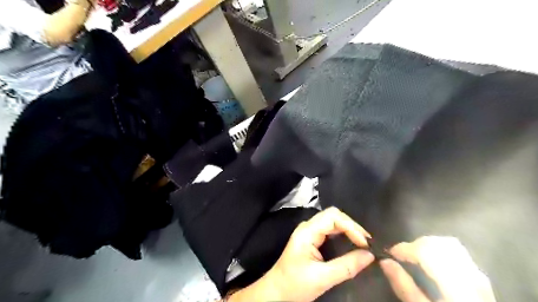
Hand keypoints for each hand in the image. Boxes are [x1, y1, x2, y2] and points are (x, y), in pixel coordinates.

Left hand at [230, 207, 374, 301]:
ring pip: (333, 221)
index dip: (351, 227)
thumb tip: (370, 255)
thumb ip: (347, 266)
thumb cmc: (295, 284)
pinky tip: (352, 243)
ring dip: (349, 229)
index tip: (365, 243)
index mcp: (307, 231)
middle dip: (352, 226)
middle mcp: (308, 227)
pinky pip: (330, 230)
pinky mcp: (312, 238)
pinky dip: (343, 234)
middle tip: (367, 242)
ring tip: (363, 243)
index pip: (333, 217)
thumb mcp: (322, 278)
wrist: (277, 291)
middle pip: (333, 216)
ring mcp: (309, 231)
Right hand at [378, 237, 495, 300]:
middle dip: (414, 244)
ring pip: (448, 243)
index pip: (425, 251)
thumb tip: (385, 261)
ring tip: (415, 257)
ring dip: (427, 245)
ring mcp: (476, 272)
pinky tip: (432, 261)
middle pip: (436, 243)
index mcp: (452, 282)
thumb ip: (403, 285)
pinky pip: (456, 251)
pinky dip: (439, 249)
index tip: (390, 253)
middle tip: (402, 256)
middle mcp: (467, 272)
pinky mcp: (478, 274)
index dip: (404, 248)